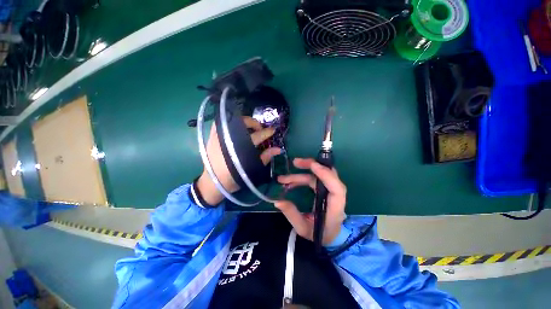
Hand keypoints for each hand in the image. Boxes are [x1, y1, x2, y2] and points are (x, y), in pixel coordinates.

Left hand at [197, 117, 281, 204]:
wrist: (213, 183)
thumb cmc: (234, 178)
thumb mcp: (252, 170)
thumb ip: (265, 157)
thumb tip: (278, 149)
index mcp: (240, 148)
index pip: (256, 136)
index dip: (266, 132)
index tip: (273, 130)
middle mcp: (229, 138)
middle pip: (243, 123)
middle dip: (254, 123)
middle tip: (260, 129)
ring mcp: (219, 136)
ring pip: (233, 120)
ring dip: (244, 122)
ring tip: (249, 129)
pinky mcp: (212, 136)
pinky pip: (223, 123)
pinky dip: (231, 123)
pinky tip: (237, 129)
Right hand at [275, 158, 346, 244]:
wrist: (330, 236)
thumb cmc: (319, 234)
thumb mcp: (303, 228)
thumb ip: (291, 214)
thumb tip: (277, 200)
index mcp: (335, 208)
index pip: (336, 188)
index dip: (326, 174)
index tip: (313, 166)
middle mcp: (335, 196)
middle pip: (329, 175)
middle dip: (312, 166)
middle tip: (295, 162)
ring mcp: (330, 191)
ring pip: (318, 175)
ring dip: (302, 172)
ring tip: (283, 178)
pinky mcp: (324, 189)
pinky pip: (314, 179)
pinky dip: (301, 178)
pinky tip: (289, 183)